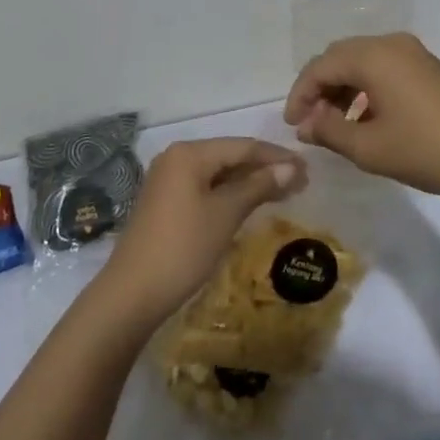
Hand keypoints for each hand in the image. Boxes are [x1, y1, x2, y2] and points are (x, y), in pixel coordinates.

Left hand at [97, 138, 305, 327]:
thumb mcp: (225, 214)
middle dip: (265, 168)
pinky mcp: (165, 201)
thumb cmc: (183, 248)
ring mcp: (168, 180)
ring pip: (218, 173)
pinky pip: (206, 187)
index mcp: (189, 153)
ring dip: (249, 182)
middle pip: (229, 156)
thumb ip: (258, 185)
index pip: (242, 146)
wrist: (131, 293)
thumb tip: (291, 166)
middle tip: (300, 183)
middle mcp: (176, 157)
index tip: (308, 169)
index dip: (276, 156)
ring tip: (284, 193)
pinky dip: (230, 194)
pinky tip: (250, 204)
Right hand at [285, 33, 439, 202]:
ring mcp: (414, 53)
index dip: (300, 94)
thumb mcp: (369, 148)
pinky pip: (385, 68)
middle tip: (311, 122)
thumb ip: (329, 131)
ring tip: (337, 125)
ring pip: (363, 62)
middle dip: (320, 87)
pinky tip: (369, 120)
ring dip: (343, 88)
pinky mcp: (430, 68)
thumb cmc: (427, 150)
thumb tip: (305, 125)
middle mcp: (391, 44)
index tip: (292, 125)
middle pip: (340, 57)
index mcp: (372, 56)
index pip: (320, 66)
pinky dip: (367, 88)